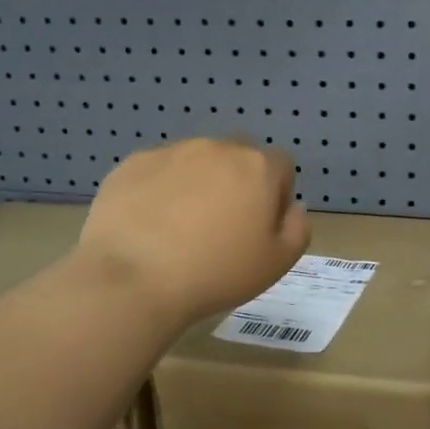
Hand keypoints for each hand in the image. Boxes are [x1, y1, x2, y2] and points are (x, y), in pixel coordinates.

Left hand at [78, 139, 309, 327]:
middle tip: (222, 226)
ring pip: (196, 161)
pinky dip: (160, 189)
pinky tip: (150, 225)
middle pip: (238, 156)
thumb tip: (294, 208)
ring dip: (198, 183)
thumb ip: (297, 229)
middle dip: (237, 182)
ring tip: (181, 227)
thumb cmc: (216, 274)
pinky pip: (158, 171)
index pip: (281, 165)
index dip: (276, 193)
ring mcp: (171, 152)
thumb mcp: (277, 264)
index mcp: (257, 168)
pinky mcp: (132, 163)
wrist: (133, 279)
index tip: (260, 225)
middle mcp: (217, 148)